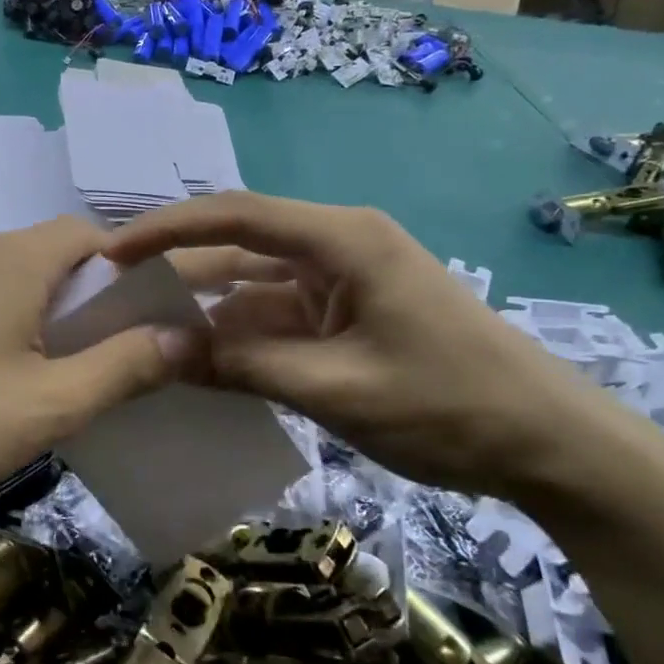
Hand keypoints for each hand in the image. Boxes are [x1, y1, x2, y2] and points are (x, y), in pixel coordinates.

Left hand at [0, 217, 194, 533]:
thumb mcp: (55, 402)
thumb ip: (126, 365)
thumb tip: (185, 336)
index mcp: (11, 260)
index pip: (83, 234)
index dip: (118, 266)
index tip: (134, 313)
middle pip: (37, 256)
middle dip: (72, 295)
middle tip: (87, 353)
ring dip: (22, 312)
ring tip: (30, 372)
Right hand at [109, 192, 629, 500]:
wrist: (552, 447)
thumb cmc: (451, 406)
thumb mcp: (336, 388)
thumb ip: (244, 365)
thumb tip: (161, 351)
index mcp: (344, 240)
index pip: (237, 215)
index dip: (168, 229)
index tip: (112, 253)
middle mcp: (339, 246)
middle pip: (239, 245)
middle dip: (177, 267)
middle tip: (115, 295)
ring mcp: (343, 281)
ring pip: (253, 283)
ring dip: (205, 307)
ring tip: (144, 329)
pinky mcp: (346, 314)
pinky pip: (276, 315)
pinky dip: (238, 335)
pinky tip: (199, 359)